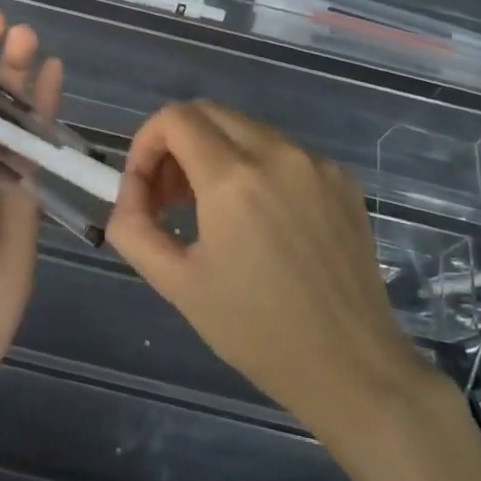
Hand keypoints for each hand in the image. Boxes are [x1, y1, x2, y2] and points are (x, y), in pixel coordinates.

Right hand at [106, 101, 436, 438]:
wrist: (352, 367)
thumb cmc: (257, 331)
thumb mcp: (177, 283)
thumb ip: (134, 228)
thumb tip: (129, 196)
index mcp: (234, 179)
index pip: (175, 119)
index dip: (145, 144)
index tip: (144, 190)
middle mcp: (278, 155)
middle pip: (209, 113)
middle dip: (176, 146)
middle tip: (170, 199)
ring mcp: (316, 164)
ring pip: (247, 130)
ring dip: (215, 155)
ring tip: (211, 212)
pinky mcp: (343, 181)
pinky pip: (283, 153)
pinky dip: (255, 168)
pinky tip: (260, 222)